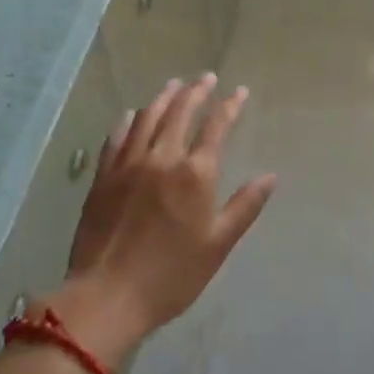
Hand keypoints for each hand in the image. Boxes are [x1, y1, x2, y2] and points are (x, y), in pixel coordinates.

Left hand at [52, 75, 275, 366]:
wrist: (108, 296)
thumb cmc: (171, 276)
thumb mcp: (217, 245)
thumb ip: (244, 206)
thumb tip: (270, 176)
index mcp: (195, 173)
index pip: (216, 127)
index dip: (230, 106)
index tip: (239, 92)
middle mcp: (162, 158)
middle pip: (180, 112)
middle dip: (196, 91)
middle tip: (206, 78)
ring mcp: (128, 164)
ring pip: (147, 118)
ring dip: (163, 97)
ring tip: (173, 85)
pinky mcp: (103, 177)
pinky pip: (116, 138)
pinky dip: (128, 121)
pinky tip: (132, 115)